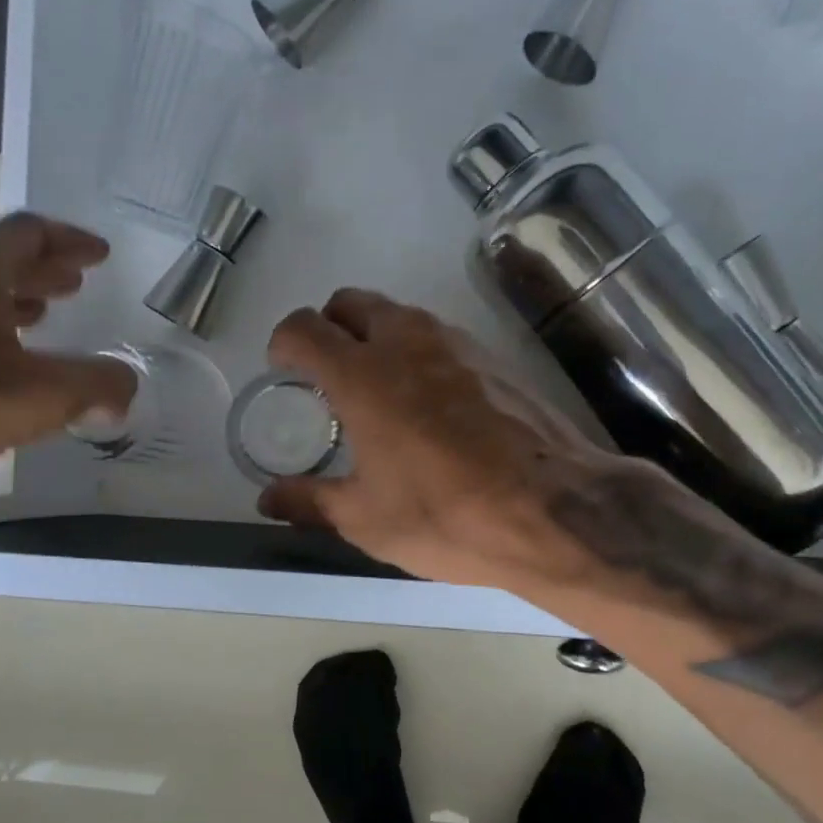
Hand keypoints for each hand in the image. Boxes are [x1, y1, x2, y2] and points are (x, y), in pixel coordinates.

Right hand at [260, 288, 646, 589]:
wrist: (555, 510)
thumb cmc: (447, 515)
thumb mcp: (366, 520)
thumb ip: (309, 501)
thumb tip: (267, 499)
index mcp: (362, 375)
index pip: (304, 328)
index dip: (283, 343)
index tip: (283, 368)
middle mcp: (407, 342)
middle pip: (351, 302)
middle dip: (329, 327)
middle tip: (327, 374)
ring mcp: (457, 343)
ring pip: (399, 314)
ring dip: (376, 336)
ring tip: (378, 389)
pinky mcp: (494, 357)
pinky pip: (439, 336)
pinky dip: (418, 352)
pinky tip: (430, 403)